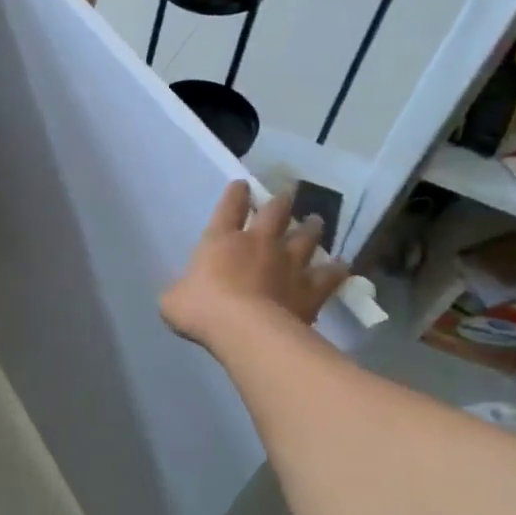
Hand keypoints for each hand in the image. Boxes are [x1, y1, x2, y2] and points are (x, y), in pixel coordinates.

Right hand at [162, 180, 350, 348]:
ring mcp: (289, 263)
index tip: (241, 184)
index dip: (235, 194)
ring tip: (317, 221)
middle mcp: (259, 243)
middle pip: (275, 213)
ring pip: (306, 237)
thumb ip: (181, 291)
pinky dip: (336, 269)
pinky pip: (329, 275)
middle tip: (288, 193)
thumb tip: (184, 294)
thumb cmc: (202, 309)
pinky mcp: (311, 288)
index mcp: (221, 240)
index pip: (229, 207)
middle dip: (281, 202)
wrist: (246, 330)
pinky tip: (342, 265)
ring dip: (312, 228)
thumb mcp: (173, 300)